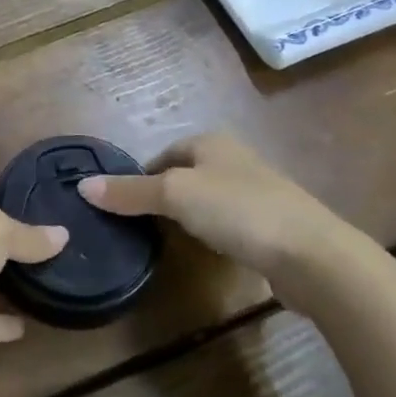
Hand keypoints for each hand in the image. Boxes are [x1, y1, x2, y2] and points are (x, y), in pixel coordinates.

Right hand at [77, 133, 363, 312]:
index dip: (140, 177)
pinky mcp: (271, 225)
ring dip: (188, 217)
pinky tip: (208, 252)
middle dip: (163, 197)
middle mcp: (233, 159)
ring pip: (207, 200)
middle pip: (184, 175)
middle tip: (139, 226)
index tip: (123, 205)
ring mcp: (257, 192)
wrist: (313, 255)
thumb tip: (83, 186)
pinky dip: (214, 234)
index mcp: (210, 142)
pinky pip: (229, 223)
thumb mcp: (175, 195)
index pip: (163, 154)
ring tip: (168, 241)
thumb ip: (130, 192)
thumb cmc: (238, 210)